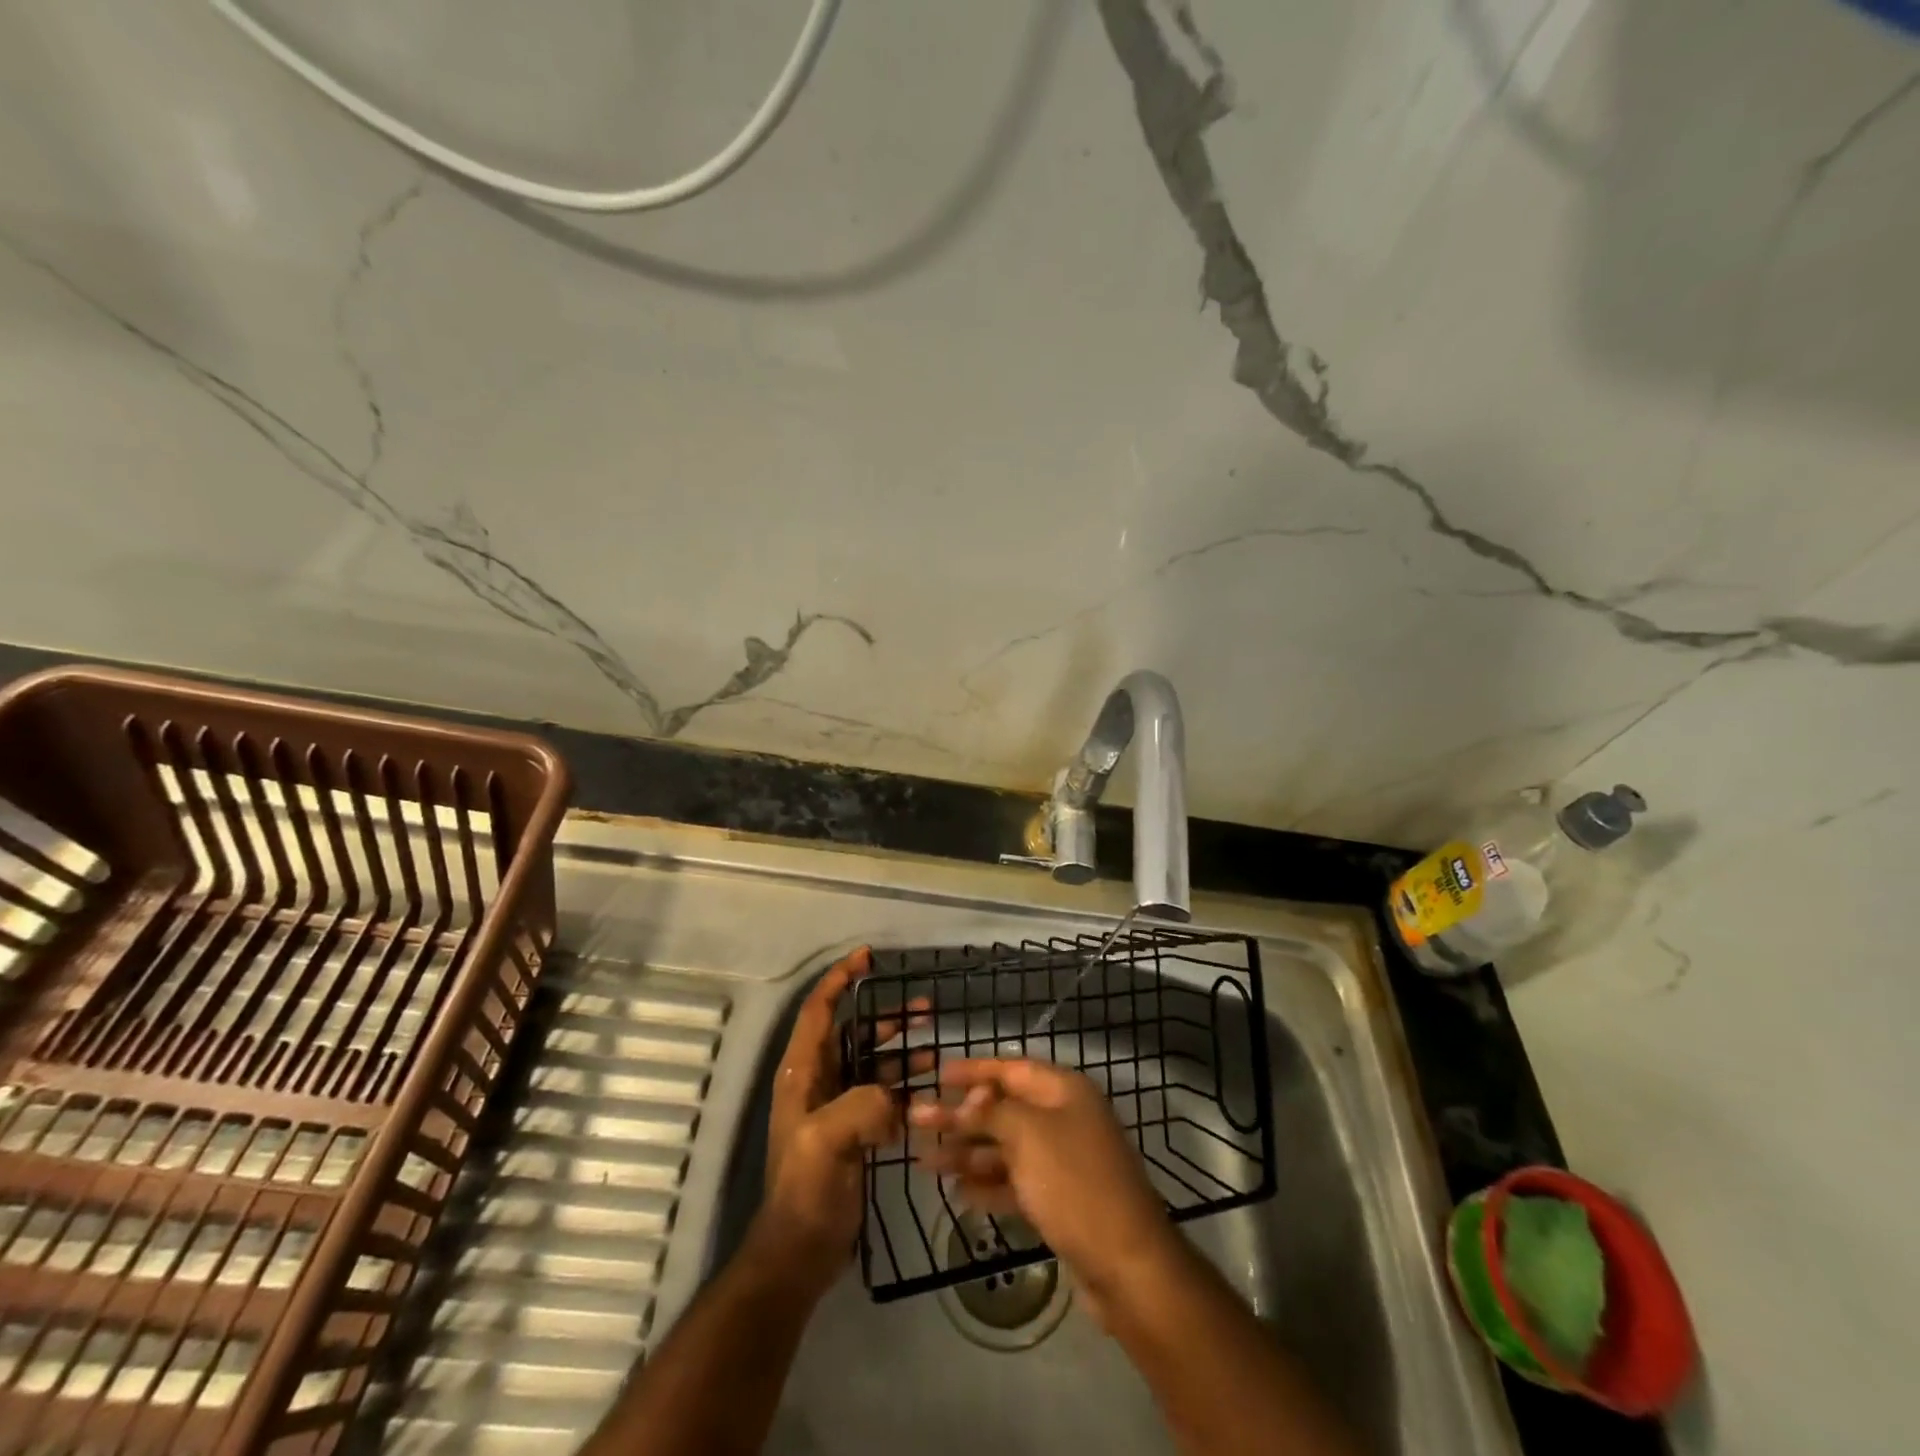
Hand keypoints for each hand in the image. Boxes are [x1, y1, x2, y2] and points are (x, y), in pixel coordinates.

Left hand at [759, 948, 927, 1289]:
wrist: (802, 1251)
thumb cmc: (807, 1190)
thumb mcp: (827, 1141)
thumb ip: (861, 1105)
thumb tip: (893, 1098)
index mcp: (803, 1072)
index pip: (820, 1010)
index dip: (839, 978)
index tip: (867, 956)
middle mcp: (818, 1080)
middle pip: (853, 1031)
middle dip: (885, 1014)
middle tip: (925, 1007)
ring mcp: (836, 1105)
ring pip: (871, 1060)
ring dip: (900, 1046)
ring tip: (935, 1040)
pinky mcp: (854, 1128)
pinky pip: (882, 1092)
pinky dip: (904, 1081)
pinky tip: (929, 1083)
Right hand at [909, 1058, 1183, 1318]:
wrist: (1127, 1265)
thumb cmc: (1074, 1183)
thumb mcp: (1027, 1135)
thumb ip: (990, 1113)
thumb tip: (965, 1101)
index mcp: (1064, 1091)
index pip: (1011, 1068)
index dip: (973, 1071)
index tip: (937, 1073)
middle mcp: (1065, 1118)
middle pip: (1004, 1110)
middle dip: (961, 1117)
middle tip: (917, 1121)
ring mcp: (1064, 1161)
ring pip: (1006, 1148)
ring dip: (967, 1153)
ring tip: (925, 1162)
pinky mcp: (1060, 1201)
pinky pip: (1016, 1182)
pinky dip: (988, 1184)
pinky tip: (958, 1192)